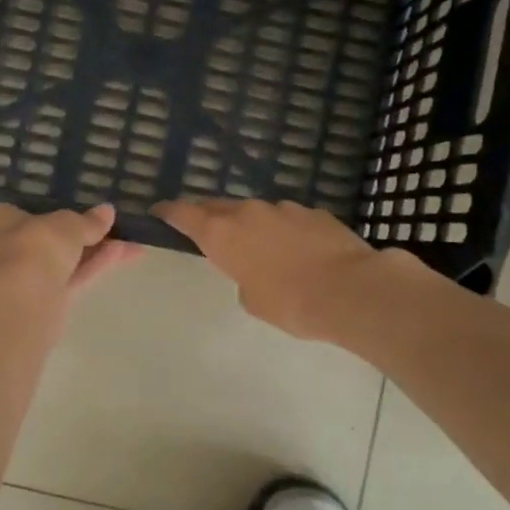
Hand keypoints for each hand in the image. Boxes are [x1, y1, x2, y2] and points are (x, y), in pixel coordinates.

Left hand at [0, 203, 141, 296]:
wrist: (23, 302)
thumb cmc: (34, 247)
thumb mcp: (67, 225)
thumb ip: (88, 221)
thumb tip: (107, 212)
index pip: (24, 210)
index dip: (52, 208)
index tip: (81, 208)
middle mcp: (5, 250)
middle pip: (49, 239)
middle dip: (83, 234)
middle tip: (112, 225)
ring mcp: (25, 279)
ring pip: (64, 261)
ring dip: (96, 251)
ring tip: (131, 241)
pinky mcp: (44, 303)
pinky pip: (73, 279)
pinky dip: (95, 267)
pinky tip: (124, 255)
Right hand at [155, 198, 379, 340]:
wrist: (350, 290)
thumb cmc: (290, 303)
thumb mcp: (252, 300)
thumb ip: (243, 277)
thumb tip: (256, 268)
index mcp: (222, 233)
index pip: (184, 213)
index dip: (169, 212)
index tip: (159, 212)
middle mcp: (249, 212)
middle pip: (218, 206)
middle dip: (208, 216)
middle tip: (205, 229)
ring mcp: (284, 208)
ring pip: (257, 212)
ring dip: (252, 225)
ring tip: (262, 248)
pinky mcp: (314, 212)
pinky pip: (289, 219)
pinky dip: (285, 231)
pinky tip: (299, 252)